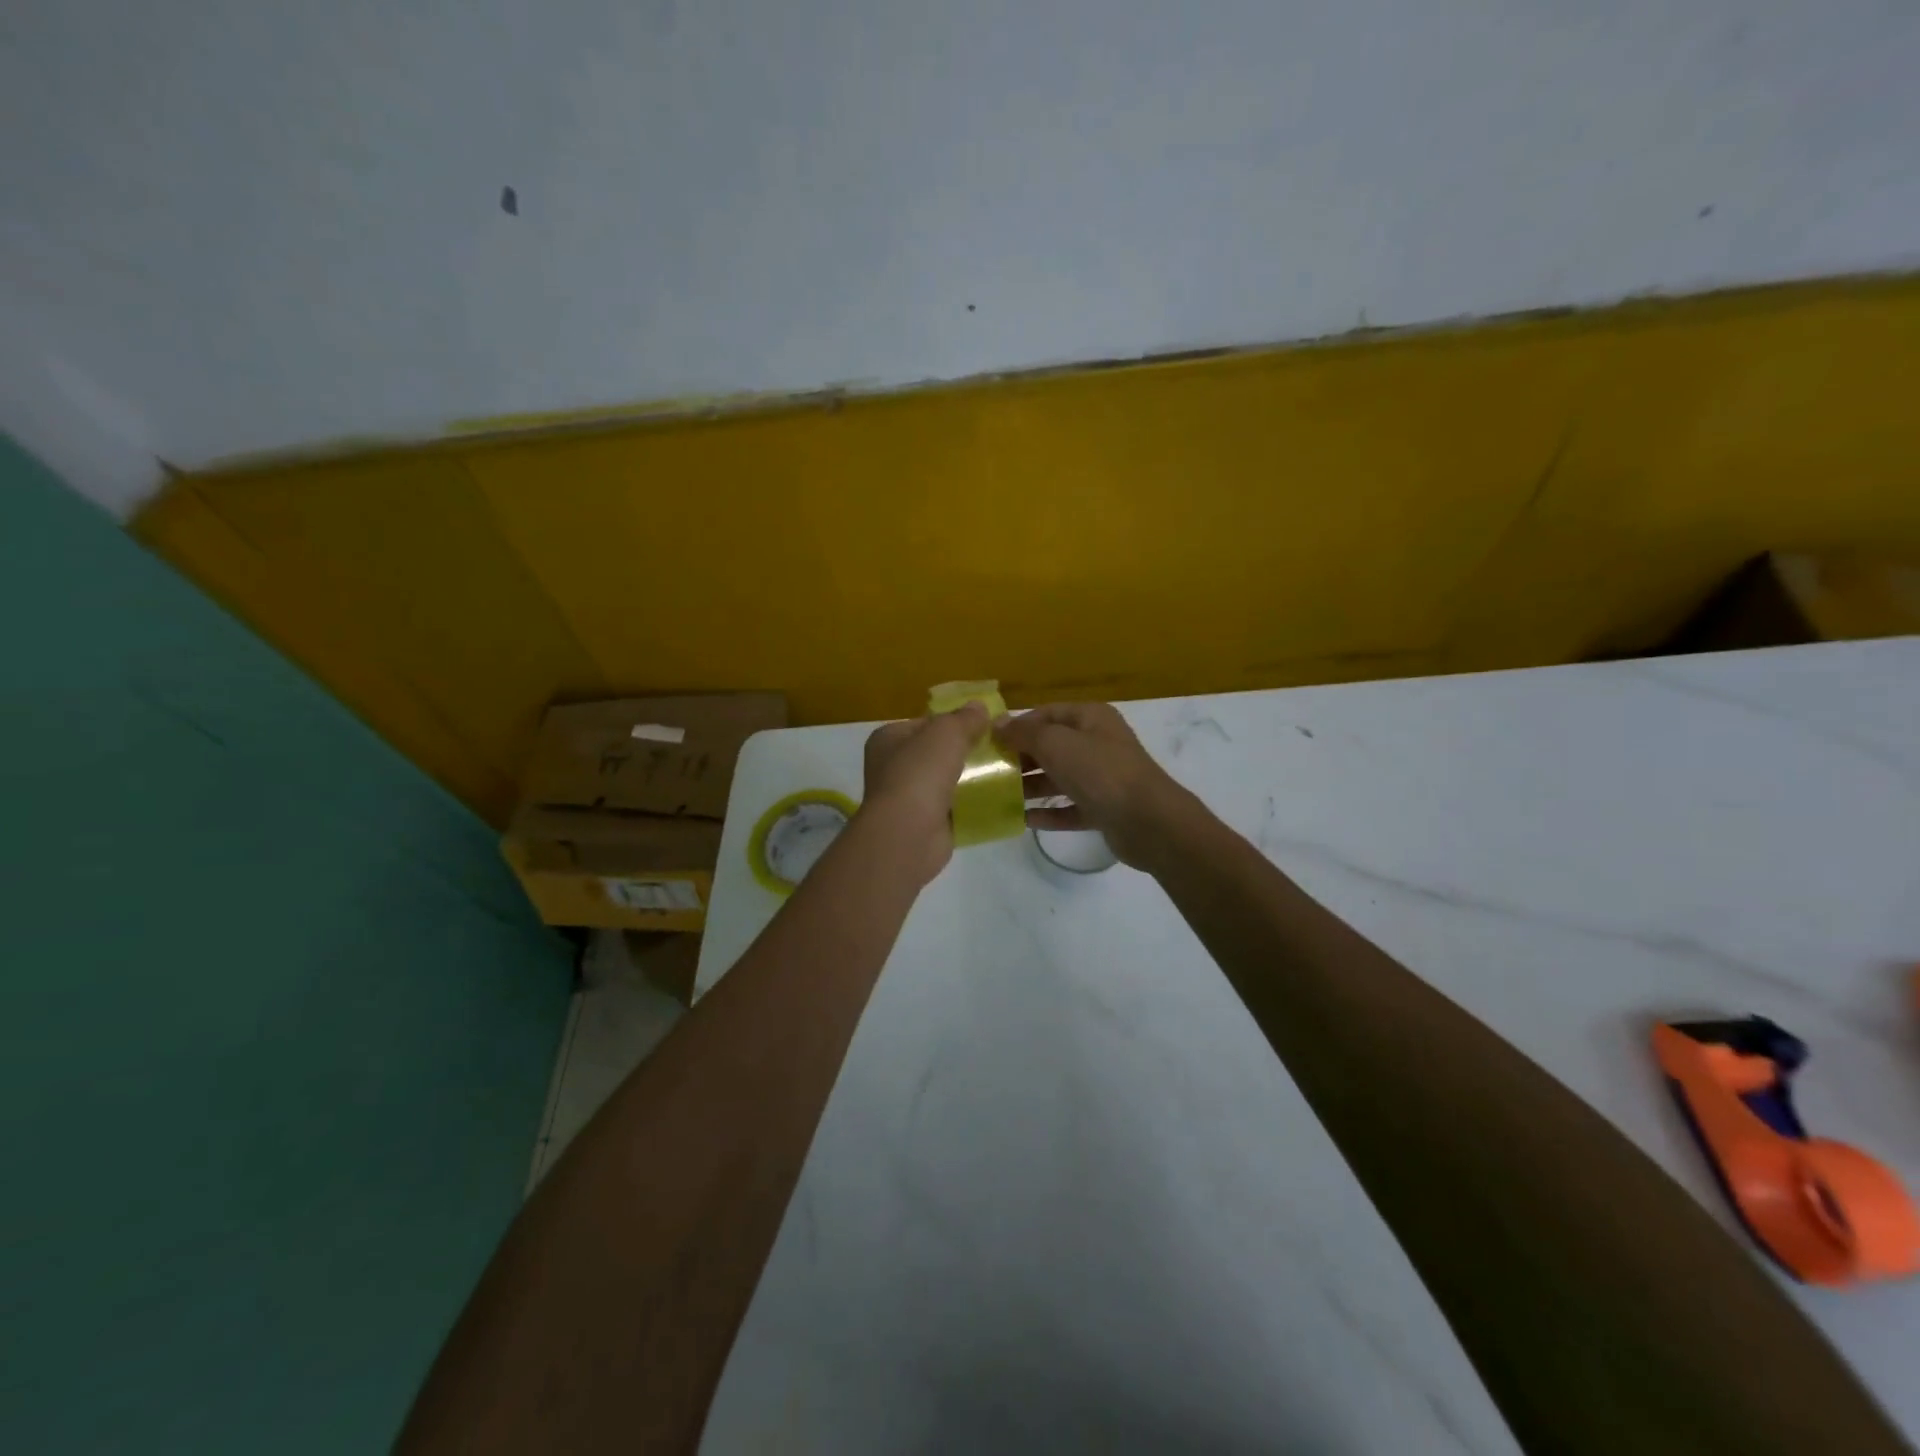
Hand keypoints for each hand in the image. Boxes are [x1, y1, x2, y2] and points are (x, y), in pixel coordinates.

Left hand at [859, 701, 990, 884]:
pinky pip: (954, 807)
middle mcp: (893, 767)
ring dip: (971, 777)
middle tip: (1001, 747)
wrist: (908, 833)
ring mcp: (908, 797)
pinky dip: (972, 804)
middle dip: (966, 750)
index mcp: (888, 739)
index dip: (955, 720)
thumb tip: (979, 706)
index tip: (986, 723)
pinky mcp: (925, 823)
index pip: (925, 722)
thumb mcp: (946, 733)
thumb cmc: (920, 773)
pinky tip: (997, 798)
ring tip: (1006, 770)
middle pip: (937, 752)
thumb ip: (964, 718)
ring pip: (947, 780)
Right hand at [993, 702, 1191, 868]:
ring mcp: (1103, 778)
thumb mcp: (1056, 743)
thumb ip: (1024, 733)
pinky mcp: (1104, 809)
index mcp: (1091, 718)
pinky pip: (1069, 807)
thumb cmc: (1100, 772)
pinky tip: (1022, 820)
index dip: (1018, 725)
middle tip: (989, 771)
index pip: (1046, 713)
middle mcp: (1098, 743)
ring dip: (1030, 786)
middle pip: (1051, 746)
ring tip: (998, 796)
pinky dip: (1048, 813)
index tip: (988, 741)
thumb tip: (998, 724)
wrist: (1149, 821)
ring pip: (1059, 778)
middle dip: (1020, 757)